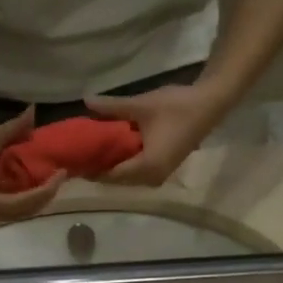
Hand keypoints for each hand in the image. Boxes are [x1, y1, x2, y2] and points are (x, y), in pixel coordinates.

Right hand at [0, 107, 67, 224]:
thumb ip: (14, 127)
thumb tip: (33, 111)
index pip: (20, 203)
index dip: (43, 192)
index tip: (59, 175)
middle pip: (24, 211)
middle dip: (45, 196)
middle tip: (61, 176)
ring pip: (22, 214)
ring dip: (41, 200)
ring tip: (55, 180)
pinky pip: (17, 210)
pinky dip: (32, 200)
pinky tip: (44, 186)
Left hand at [85, 80, 229, 186]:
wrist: (209, 106)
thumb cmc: (176, 107)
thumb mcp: (141, 105)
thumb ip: (112, 107)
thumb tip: (85, 101)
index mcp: (146, 168)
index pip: (111, 175)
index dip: (91, 169)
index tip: (74, 160)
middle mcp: (151, 179)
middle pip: (117, 180)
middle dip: (99, 169)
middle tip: (79, 155)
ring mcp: (158, 177)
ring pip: (127, 178)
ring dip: (111, 167)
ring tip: (92, 152)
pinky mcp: (162, 170)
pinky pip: (136, 173)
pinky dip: (123, 164)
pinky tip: (112, 151)